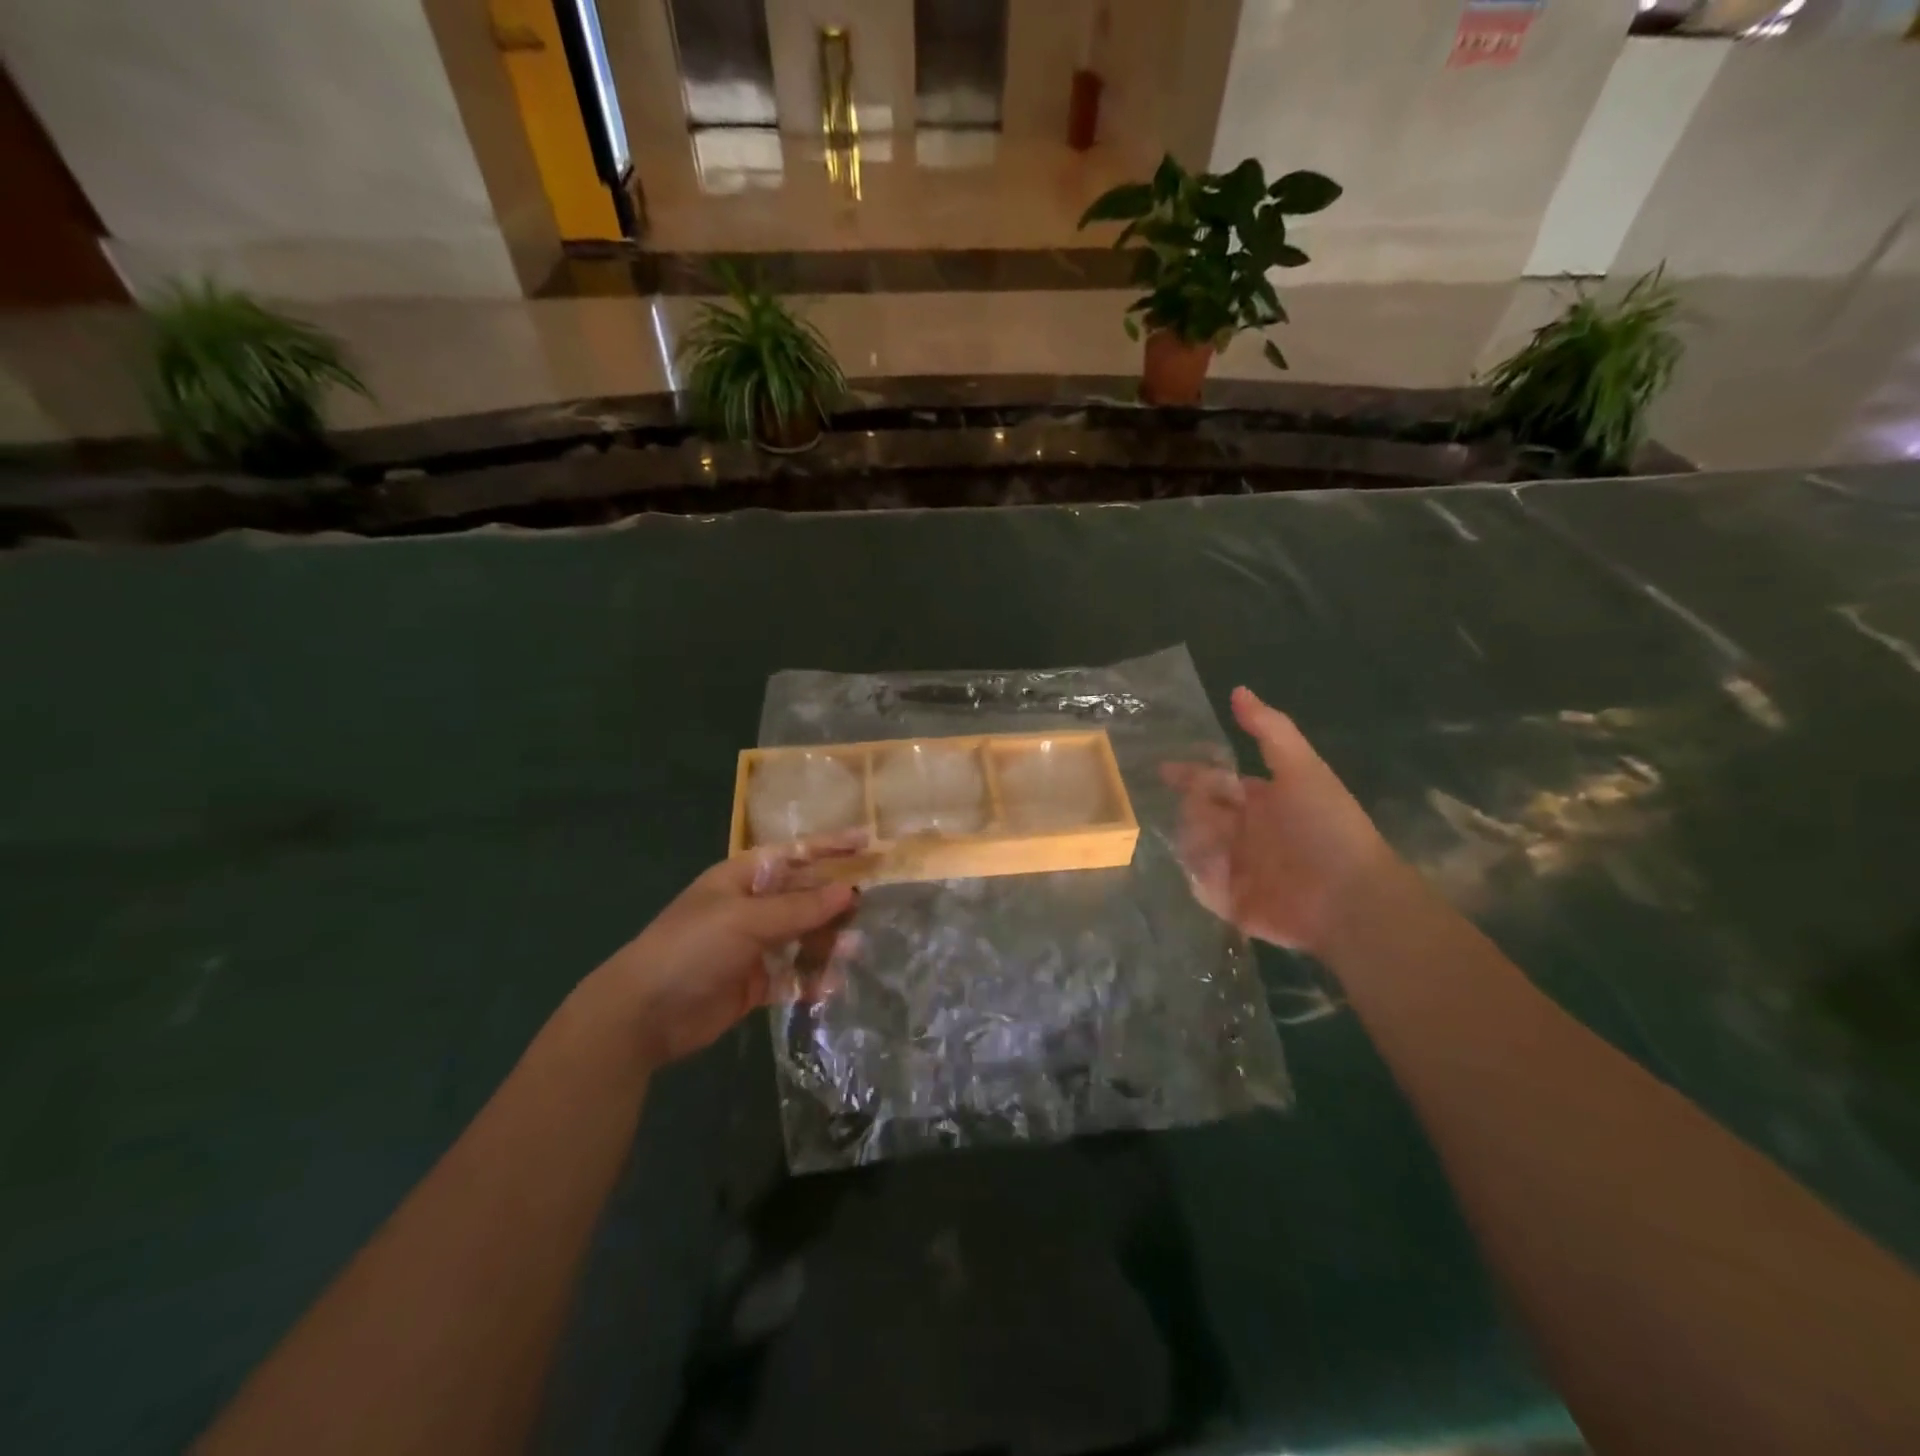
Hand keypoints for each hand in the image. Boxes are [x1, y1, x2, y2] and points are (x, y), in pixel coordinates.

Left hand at [588, 837, 863, 1067]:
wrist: (643, 1014)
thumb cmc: (692, 948)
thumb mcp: (746, 920)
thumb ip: (800, 908)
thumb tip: (849, 891)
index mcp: (744, 878)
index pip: (796, 855)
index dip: (831, 847)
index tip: (869, 842)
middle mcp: (752, 907)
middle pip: (805, 897)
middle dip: (836, 902)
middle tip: (871, 909)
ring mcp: (753, 946)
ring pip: (803, 937)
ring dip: (828, 943)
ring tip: (854, 950)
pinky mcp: (754, 983)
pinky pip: (792, 976)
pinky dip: (812, 979)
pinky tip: (832, 986)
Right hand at [1163, 687, 1394, 951]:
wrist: (1350, 899)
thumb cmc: (1327, 828)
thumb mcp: (1302, 769)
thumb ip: (1270, 729)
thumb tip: (1238, 690)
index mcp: (1261, 801)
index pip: (1215, 782)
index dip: (1191, 774)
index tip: (1165, 769)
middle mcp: (1246, 832)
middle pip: (1198, 813)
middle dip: (1192, 808)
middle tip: (1200, 811)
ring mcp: (1238, 868)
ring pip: (1193, 847)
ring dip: (1195, 841)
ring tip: (1213, 844)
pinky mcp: (1232, 903)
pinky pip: (1200, 886)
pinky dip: (1200, 877)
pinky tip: (1213, 871)